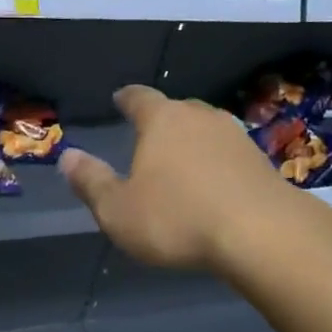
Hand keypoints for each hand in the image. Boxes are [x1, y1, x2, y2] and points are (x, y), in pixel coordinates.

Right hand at [60, 85, 301, 272]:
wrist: (263, 234)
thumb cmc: (178, 218)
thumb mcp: (118, 210)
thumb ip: (91, 182)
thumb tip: (68, 156)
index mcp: (162, 120)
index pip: (139, 97)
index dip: (127, 98)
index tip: (119, 98)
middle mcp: (200, 117)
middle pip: (177, 109)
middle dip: (161, 119)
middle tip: (149, 135)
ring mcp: (236, 136)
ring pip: (206, 129)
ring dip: (192, 141)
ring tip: (181, 160)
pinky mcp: (262, 161)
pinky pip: (229, 154)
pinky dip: (217, 162)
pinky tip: (214, 183)